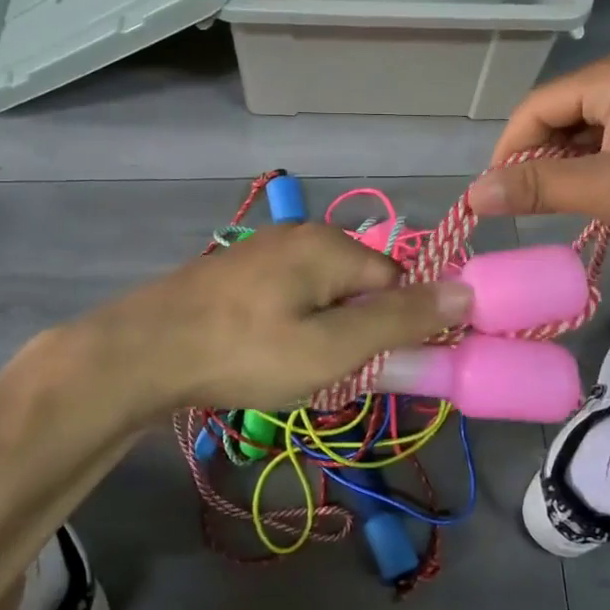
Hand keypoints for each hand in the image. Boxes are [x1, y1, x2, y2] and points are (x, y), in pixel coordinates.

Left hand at [93, 223, 472, 410]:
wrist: (141, 352)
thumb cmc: (245, 352)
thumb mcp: (333, 347)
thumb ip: (400, 321)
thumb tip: (467, 292)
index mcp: (331, 244)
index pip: (400, 279)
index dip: (402, 325)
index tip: (385, 367)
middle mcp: (301, 235)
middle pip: (361, 284)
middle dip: (359, 331)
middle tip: (332, 374)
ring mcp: (265, 251)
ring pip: (324, 294)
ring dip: (325, 333)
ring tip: (295, 370)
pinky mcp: (238, 272)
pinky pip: (290, 296)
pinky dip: (293, 326)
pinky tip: (267, 354)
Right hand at [470, 49, 609, 264]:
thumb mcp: (608, 191)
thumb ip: (537, 188)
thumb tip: (473, 193)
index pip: (536, 107)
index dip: (508, 151)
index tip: (494, 197)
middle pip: (558, 114)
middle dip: (538, 159)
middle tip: (527, 207)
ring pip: (584, 128)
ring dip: (565, 166)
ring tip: (560, 206)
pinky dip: (594, 165)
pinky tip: (596, 195)